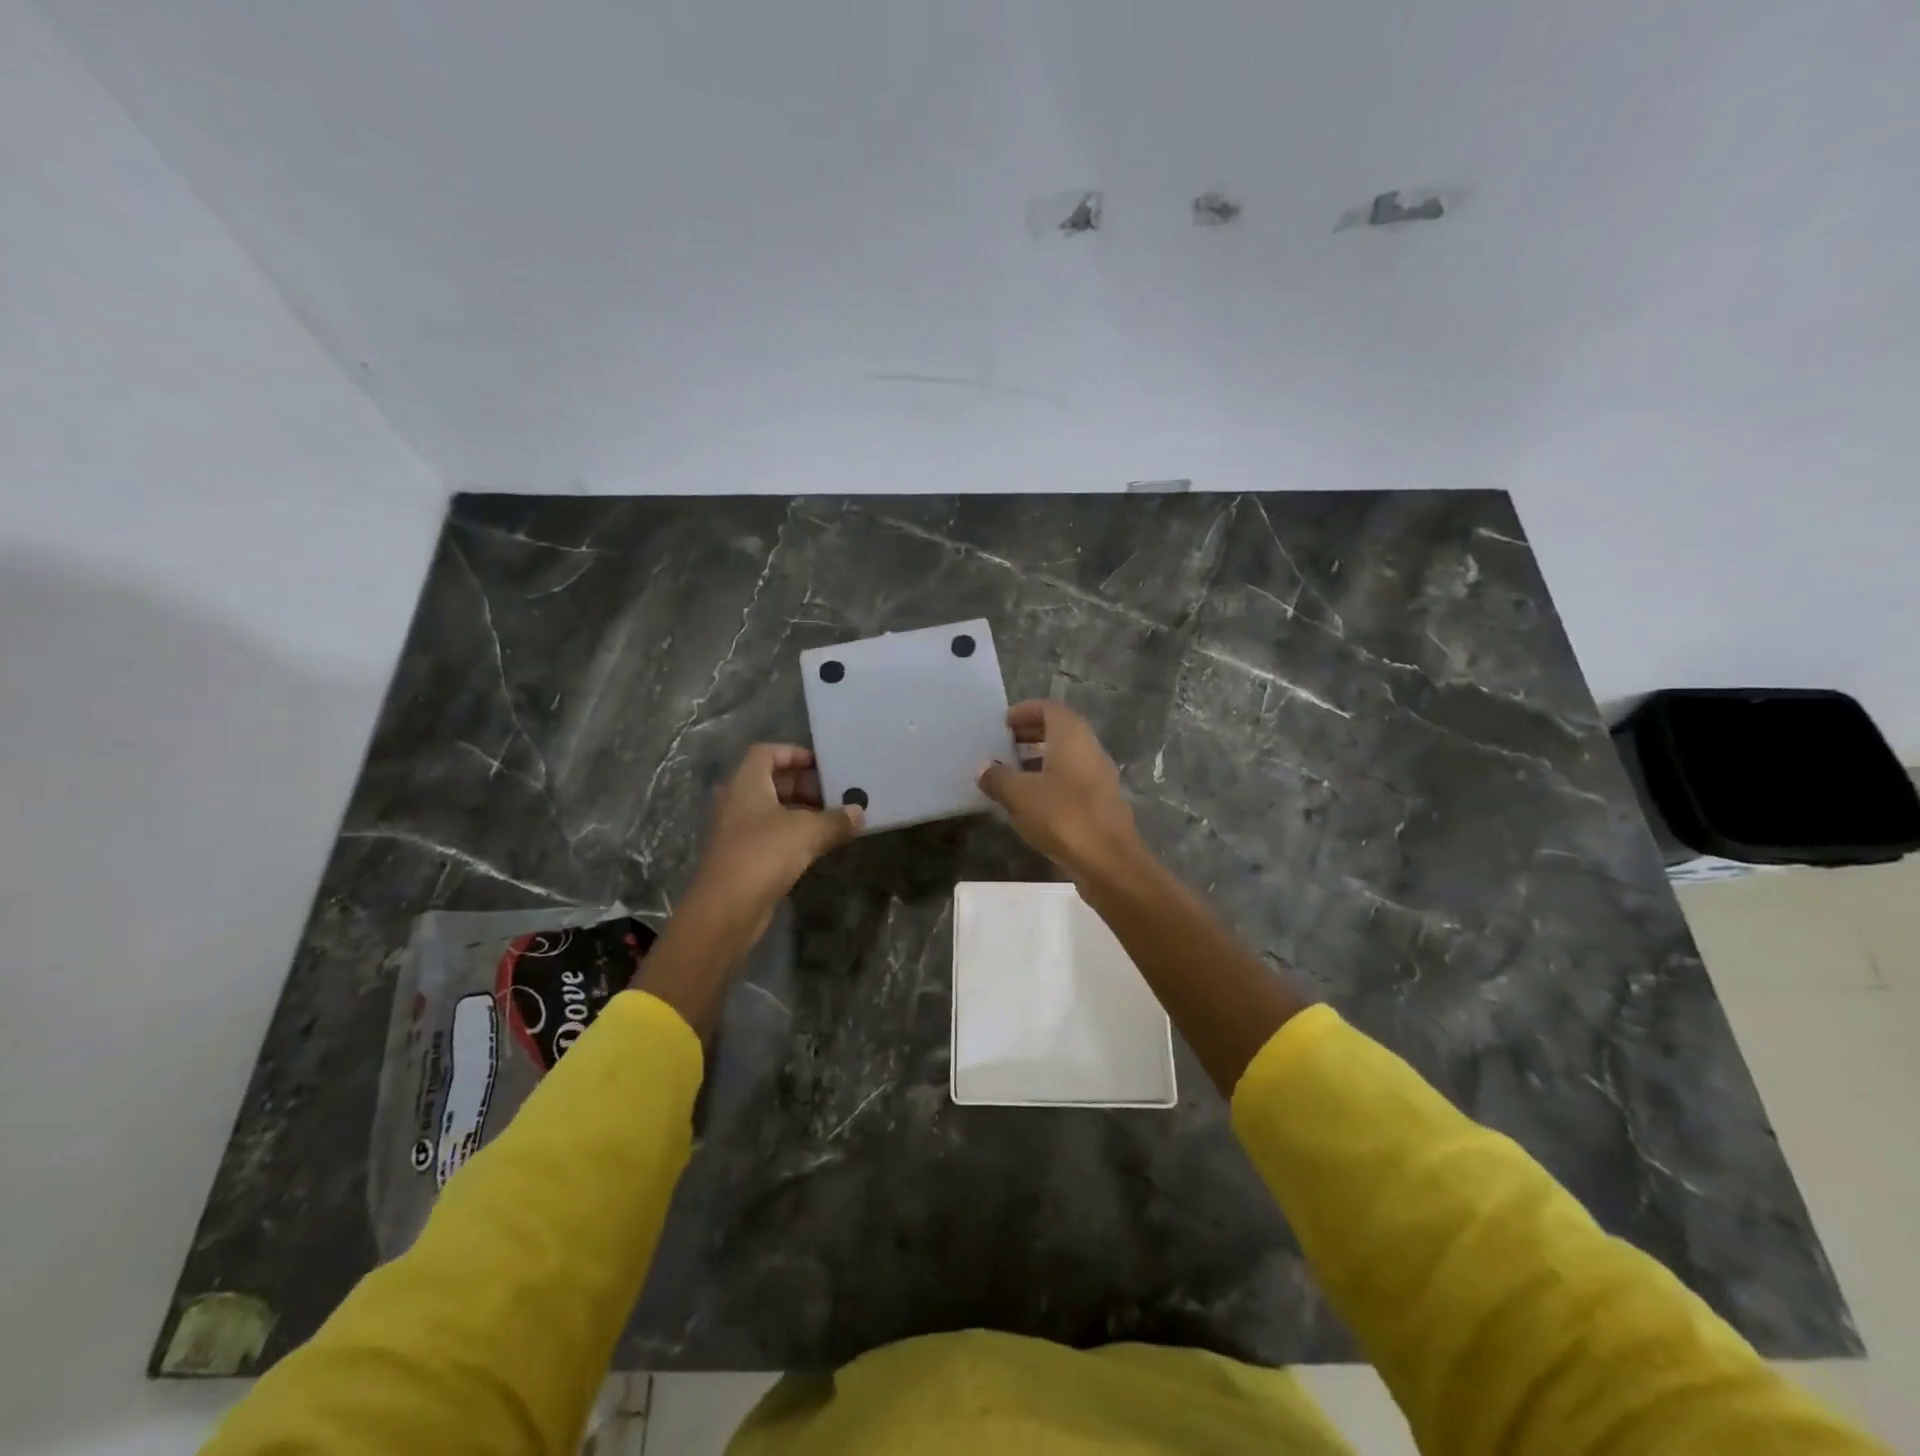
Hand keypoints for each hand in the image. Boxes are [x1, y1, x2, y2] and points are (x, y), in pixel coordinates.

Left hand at [682, 745, 862, 938]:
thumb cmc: (765, 853)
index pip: (767, 752)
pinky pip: (767, 834)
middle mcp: (735, 800)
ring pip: (770, 810)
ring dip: (799, 812)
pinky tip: (814, 847)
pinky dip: (790, 834)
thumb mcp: (809, 831)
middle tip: (834, 797)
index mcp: (746, 782)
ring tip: (831, 822)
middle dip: (803, 785)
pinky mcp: (738, 856)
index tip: (822, 766)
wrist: (726, 908)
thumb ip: (836, 819)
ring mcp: (734, 830)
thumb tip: (859, 812)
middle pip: (770, 780)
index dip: (794, 753)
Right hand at [977, 700, 1143, 880]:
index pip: (1050, 708)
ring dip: (1040, 760)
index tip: (1003, 722)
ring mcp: (1100, 777)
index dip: (1025, 711)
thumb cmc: (1062, 816)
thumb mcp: (1019, 795)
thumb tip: (983, 768)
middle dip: (1031, 734)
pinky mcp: (1101, 804)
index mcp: (1073, 736)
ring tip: (1011, 774)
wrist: (1108, 861)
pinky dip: (1051, 781)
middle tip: (1004, 745)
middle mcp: (1090, 749)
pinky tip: (1031, 802)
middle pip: (1060, 730)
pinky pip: (1072, 781)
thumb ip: (998, 777)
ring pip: (1067, 757)